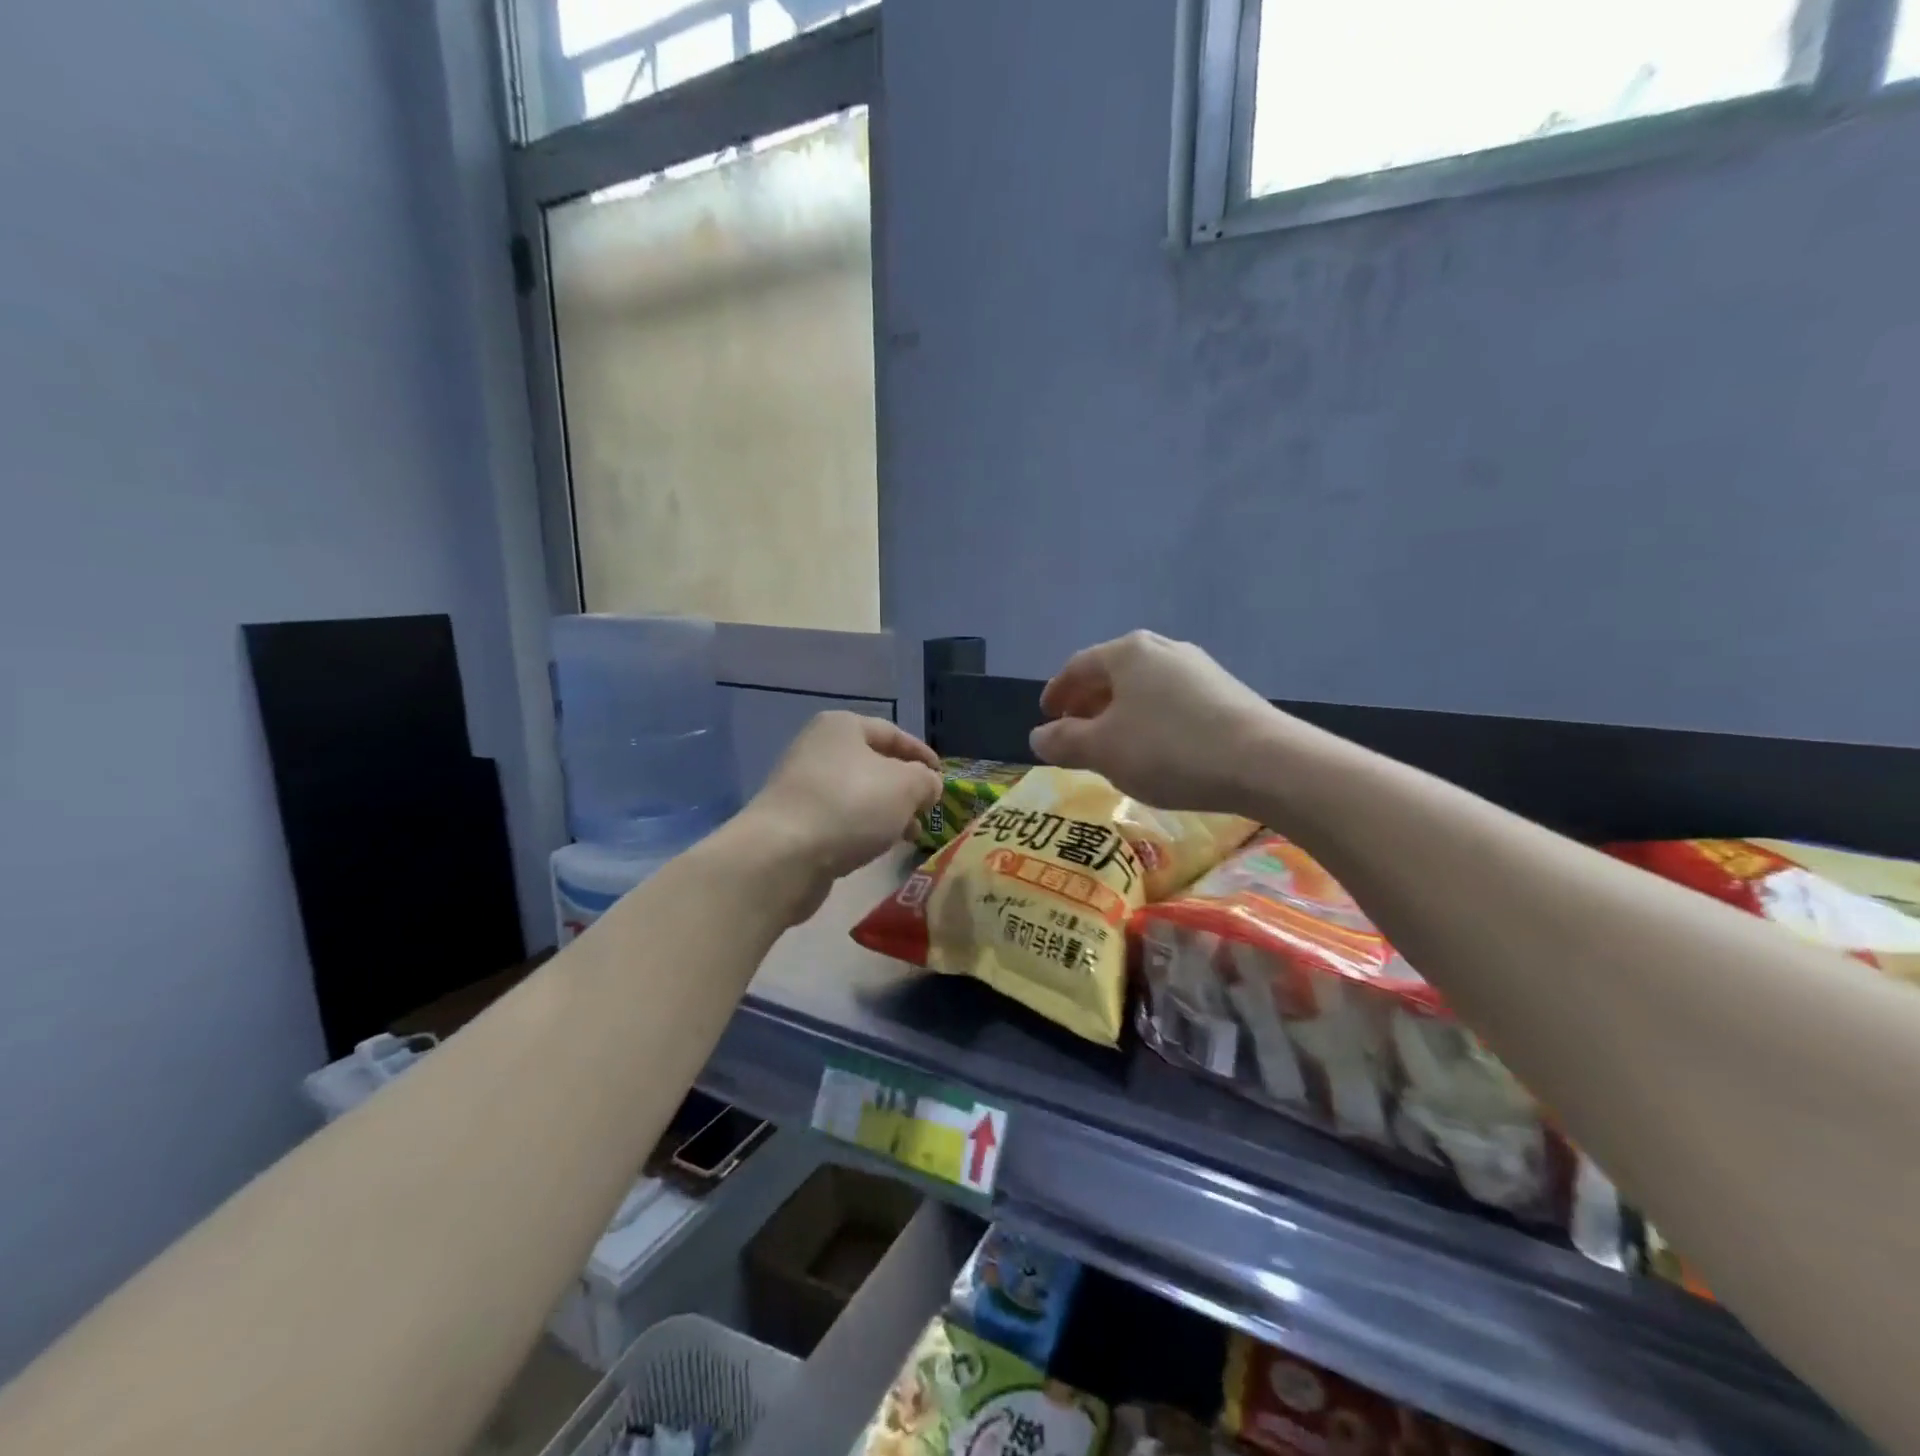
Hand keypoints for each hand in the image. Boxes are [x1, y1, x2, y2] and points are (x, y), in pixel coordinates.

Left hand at [739, 712, 942, 919]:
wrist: (783, 855)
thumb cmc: (850, 806)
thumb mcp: (906, 786)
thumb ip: (926, 780)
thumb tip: (928, 785)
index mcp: (842, 727)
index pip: (892, 733)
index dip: (921, 754)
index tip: (943, 776)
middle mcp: (819, 749)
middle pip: (874, 764)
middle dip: (905, 788)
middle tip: (928, 810)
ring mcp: (803, 785)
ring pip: (859, 794)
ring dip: (888, 812)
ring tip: (911, 835)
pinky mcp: (796, 820)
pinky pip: (841, 818)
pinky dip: (864, 828)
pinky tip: (879, 847)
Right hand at [1030, 631, 1278, 813]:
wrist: (1265, 762)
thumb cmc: (1169, 750)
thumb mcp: (1103, 750)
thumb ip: (1063, 742)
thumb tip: (1037, 737)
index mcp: (1127, 652)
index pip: (1077, 667)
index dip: (1056, 693)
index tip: (1045, 717)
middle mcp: (1163, 649)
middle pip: (1112, 674)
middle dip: (1088, 703)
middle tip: (1074, 733)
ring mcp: (1199, 668)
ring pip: (1143, 688)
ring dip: (1119, 713)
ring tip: (1112, 745)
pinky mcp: (1225, 692)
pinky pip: (1171, 701)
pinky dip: (1150, 720)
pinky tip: (1156, 750)